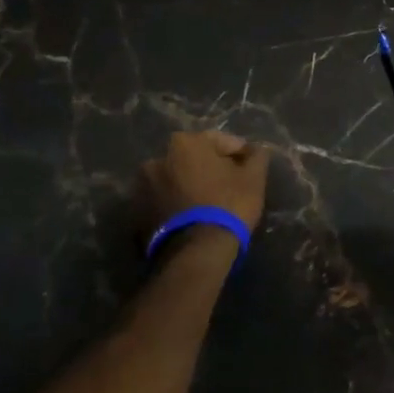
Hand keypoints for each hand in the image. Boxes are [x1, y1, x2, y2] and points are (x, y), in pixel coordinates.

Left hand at [139, 130, 269, 238]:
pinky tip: (192, 217)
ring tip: (208, 205)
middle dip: (209, 168)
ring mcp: (142, 187)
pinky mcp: (136, 214)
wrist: (196, 252)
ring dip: (190, 186)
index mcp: (184, 143)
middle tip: (229, 185)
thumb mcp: (253, 178)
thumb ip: (256, 156)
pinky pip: (163, 202)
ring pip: (176, 181)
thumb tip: (256, 149)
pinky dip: (176, 205)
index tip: (250, 168)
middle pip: (193, 159)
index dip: (238, 153)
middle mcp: (157, 159)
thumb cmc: (228, 205)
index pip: (219, 141)